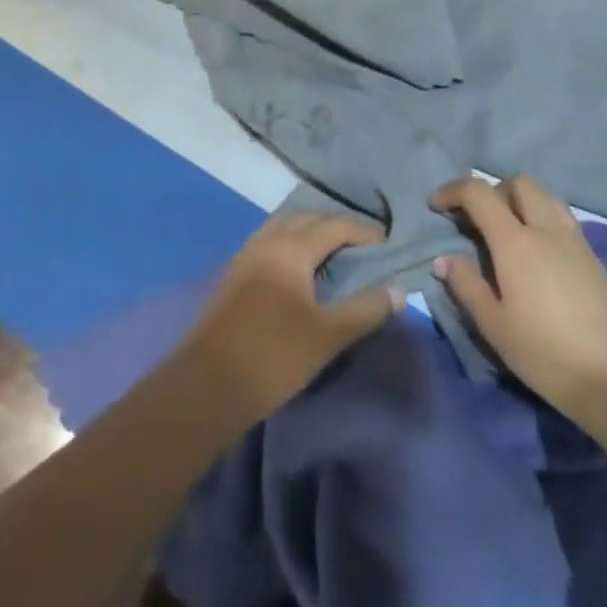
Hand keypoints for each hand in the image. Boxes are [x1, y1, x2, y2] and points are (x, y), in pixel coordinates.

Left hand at [180, 213, 403, 423]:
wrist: (207, 386)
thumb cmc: (273, 356)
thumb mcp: (328, 335)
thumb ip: (365, 310)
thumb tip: (399, 292)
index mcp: (291, 249)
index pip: (334, 226)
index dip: (362, 231)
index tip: (386, 242)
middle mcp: (266, 242)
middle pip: (306, 220)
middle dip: (335, 227)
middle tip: (361, 246)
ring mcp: (244, 257)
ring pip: (282, 229)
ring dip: (308, 233)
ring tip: (331, 254)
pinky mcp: (231, 277)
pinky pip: (267, 244)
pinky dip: (289, 246)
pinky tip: (297, 272)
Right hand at [432, 177, 606, 422]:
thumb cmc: (546, 355)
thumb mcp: (495, 326)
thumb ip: (467, 286)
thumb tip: (445, 259)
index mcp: (516, 242)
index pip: (479, 194)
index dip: (452, 191)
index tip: (435, 206)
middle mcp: (547, 229)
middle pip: (519, 184)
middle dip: (491, 192)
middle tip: (475, 221)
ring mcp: (576, 240)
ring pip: (545, 196)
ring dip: (519, 201)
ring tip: (505, 232)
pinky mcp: (594, 257)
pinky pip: (562, 217)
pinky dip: (541, 218)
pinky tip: (535, 253)